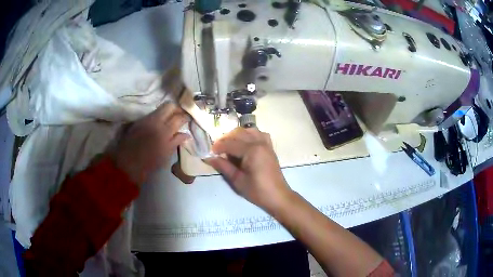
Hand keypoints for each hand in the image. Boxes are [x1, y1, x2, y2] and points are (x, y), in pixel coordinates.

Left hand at [113, 103, 189, 184]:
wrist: (128, 163)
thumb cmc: (149, 162)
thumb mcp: (166, 154)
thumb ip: (176, 141)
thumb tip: (187, 134)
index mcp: (164, 131)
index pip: (178, 117)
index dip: (186, 116)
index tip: (189, 119)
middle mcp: (155, 121)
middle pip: (169, 105)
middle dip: (177, 108)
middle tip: (180, 116)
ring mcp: (146, 119)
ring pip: (160, 108)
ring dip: (167, 112)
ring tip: (171, 119)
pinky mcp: (139, 121)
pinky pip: (152, 114)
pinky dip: (159, 116)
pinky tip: (160, 123)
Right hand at [206, 128, 291, 211]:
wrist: (277, 196)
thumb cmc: (257, 191)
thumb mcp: (238, 180)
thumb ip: (224, 166)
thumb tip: (210, 158)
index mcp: (252, 150)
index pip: (230, 144)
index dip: (218, 147)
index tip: (210, 153)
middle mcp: (260, 142)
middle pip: (239, 133)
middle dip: (226, 139)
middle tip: (217, 150)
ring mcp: (266, 143)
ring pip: (249, 130)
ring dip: (237, 135)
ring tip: (229, 145)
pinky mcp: (269, 147)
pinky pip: (259, 134)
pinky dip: (249, 135)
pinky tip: (244, 143)